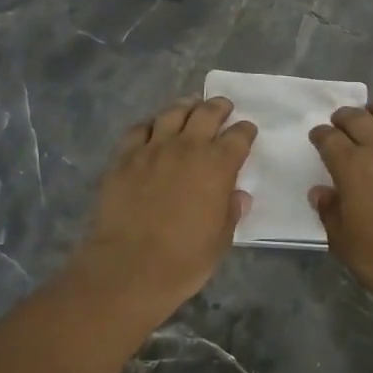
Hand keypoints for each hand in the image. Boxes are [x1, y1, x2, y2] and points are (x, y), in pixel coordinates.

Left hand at [69, 97, 255, 317]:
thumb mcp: (221, 239)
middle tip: (223, 107)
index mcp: (217, 165)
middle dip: (218, 107)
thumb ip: (231, 211)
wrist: (130, 266)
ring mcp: (152, 149)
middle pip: (206, 114)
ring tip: (190, 106)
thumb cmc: (185, 259)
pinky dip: (150, 125)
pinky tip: (152, 129)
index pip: (238, 137)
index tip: (247, 130)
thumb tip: (238, 195)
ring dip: (185, 107)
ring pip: (171, 113)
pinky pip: (138, 130)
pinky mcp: (124, 158)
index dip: (245, 131)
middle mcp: (186, 147)